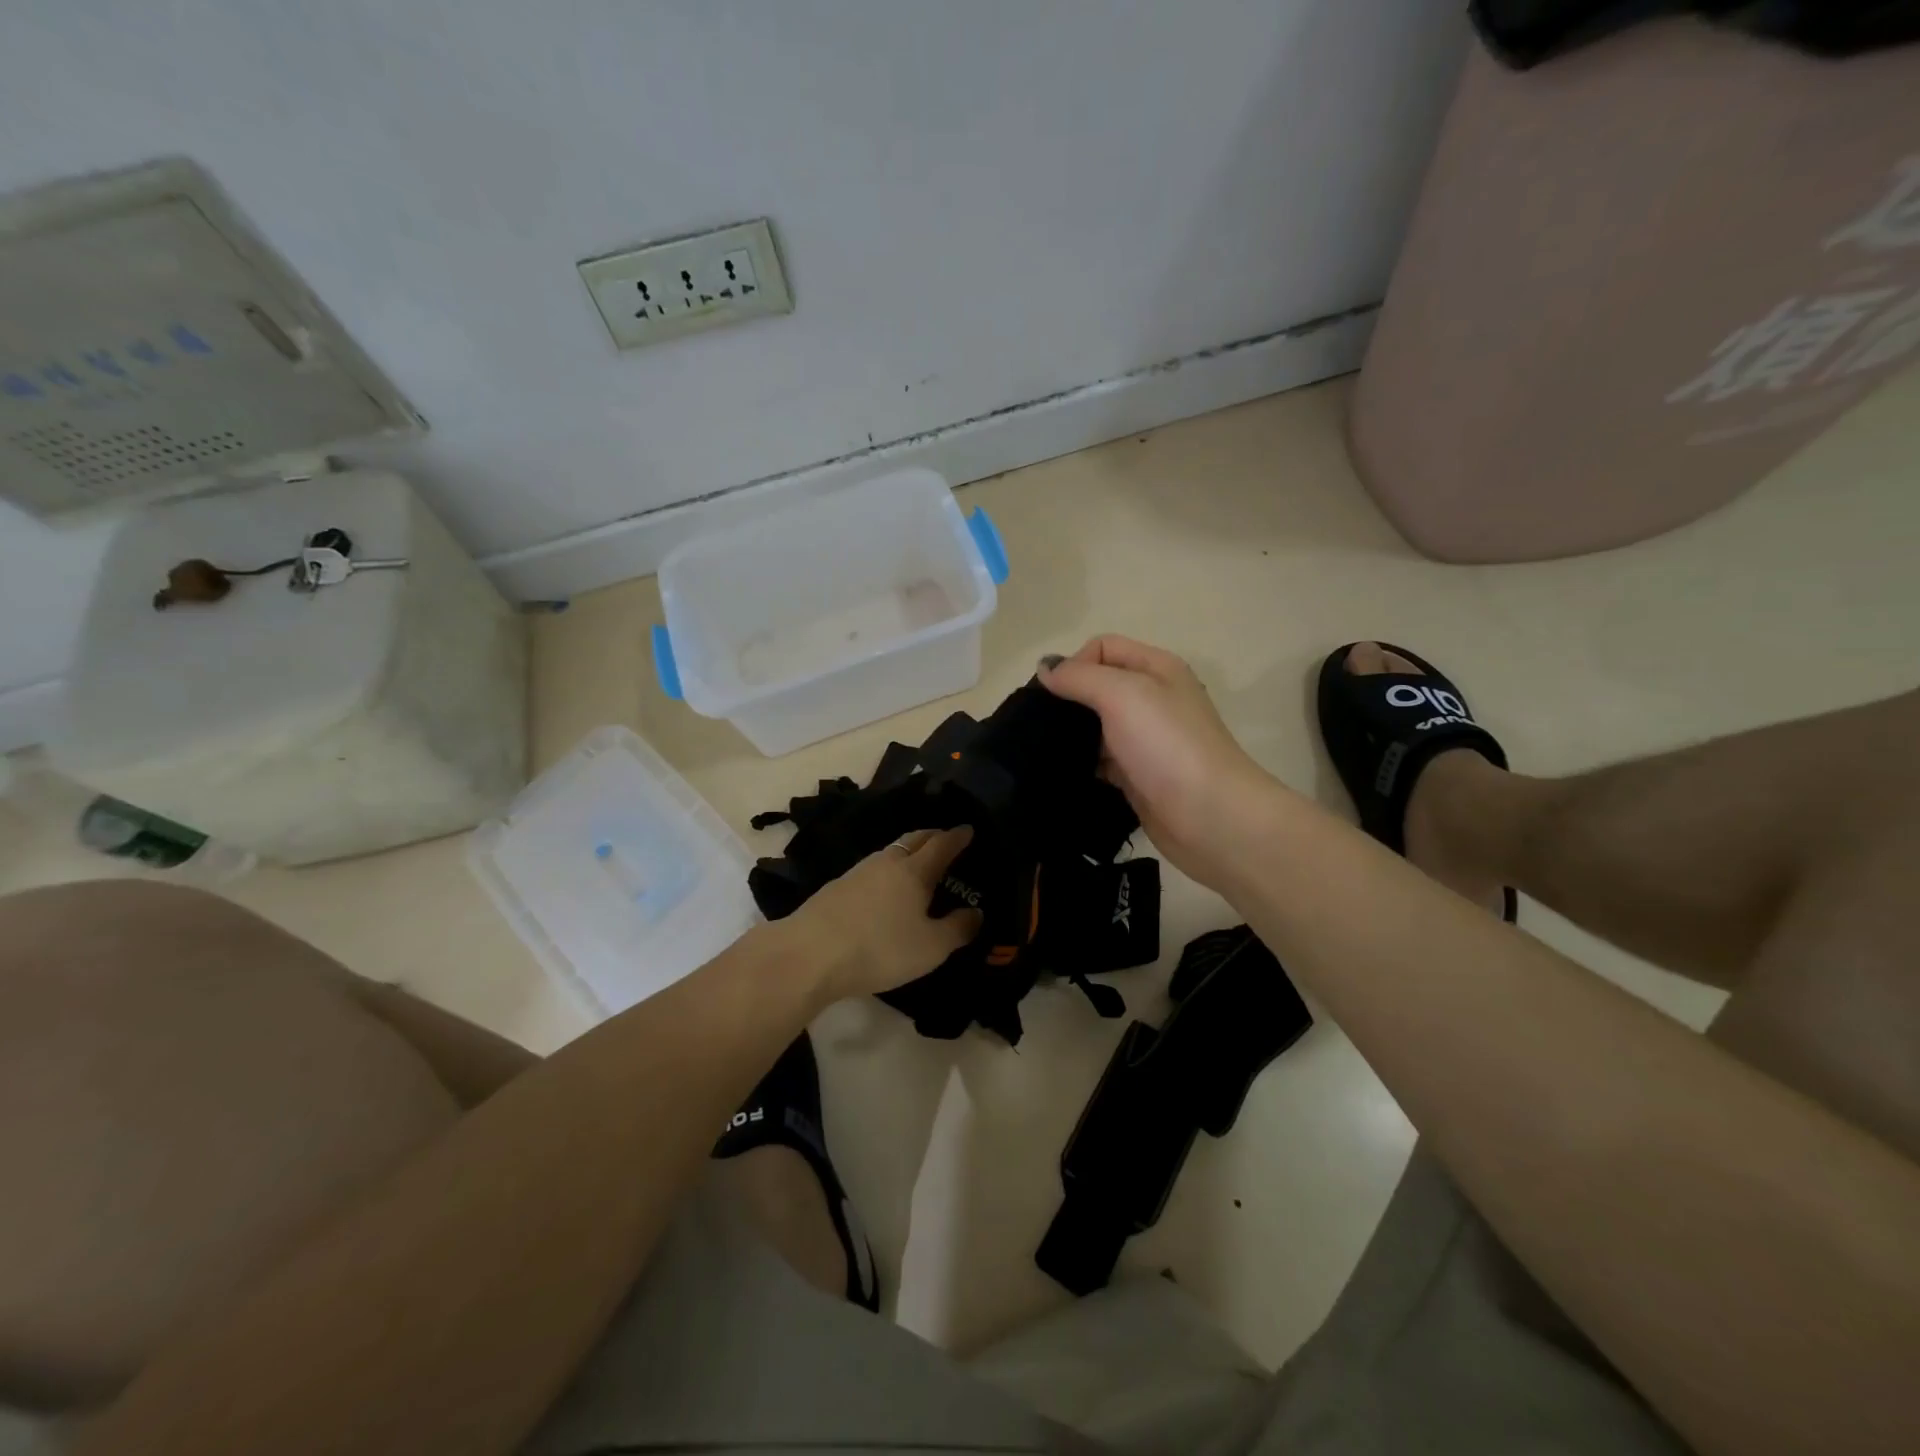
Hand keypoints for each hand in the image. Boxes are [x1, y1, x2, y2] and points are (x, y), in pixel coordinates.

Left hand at [784, 827, 982, 1004]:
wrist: (810, 954)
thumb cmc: (880, 948)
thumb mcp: (930, 948)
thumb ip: (958, 929)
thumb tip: (976, 913)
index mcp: (915, 871)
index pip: (942, 844)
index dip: (957, 837)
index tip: (968, 830)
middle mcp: (887, 862)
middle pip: (913, 840)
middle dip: (932, 836)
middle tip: (944, 840)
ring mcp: (857, 872)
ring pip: (890, 853)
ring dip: (907, 852)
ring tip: (916, 864)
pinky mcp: (836, 887)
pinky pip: (871, 869)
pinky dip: (886, 871)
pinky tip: (883, 888)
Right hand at [1040, 635, 1279, 888]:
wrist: (1210, 817)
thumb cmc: (1167, 745)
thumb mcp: (1122, 694)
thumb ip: (1079, 676)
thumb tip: (1045, 667)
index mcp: (1156, 668)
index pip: (1102, 648)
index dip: (1074, 664)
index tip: (1053, 696)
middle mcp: (1152, 699)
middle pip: (1097, 686)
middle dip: (1066, 700)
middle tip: (1037, 724)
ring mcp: (1145, 740)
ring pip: (1095, 726)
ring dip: (1070, 734)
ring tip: (1041, 750)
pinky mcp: (1136, 775)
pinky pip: (1099, 761)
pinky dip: (1080, 764)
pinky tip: (1061, 773)